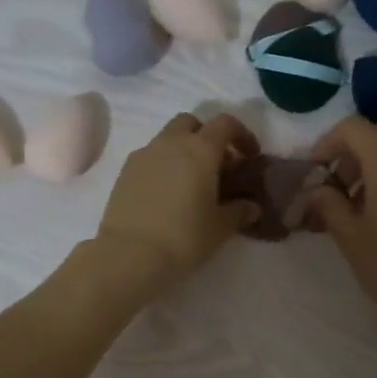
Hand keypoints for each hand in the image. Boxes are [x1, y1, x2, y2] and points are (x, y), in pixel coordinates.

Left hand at [94, 111, 260, 293]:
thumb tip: (252, 206)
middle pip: (192, 123)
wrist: (129, 254)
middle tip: (217, 165)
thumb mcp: (220, 228)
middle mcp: (171, 143)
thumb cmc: (184, 237)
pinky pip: (149, 157)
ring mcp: (144, 155)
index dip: (242, 135)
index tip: (249, 156)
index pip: (225, 124)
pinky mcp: (124, 172)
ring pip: (168, 138)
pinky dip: (163, 165)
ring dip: (183, 150)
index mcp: (200, 149)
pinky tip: (167, 193)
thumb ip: (239, 211)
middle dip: (207, 137)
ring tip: (191, 182)